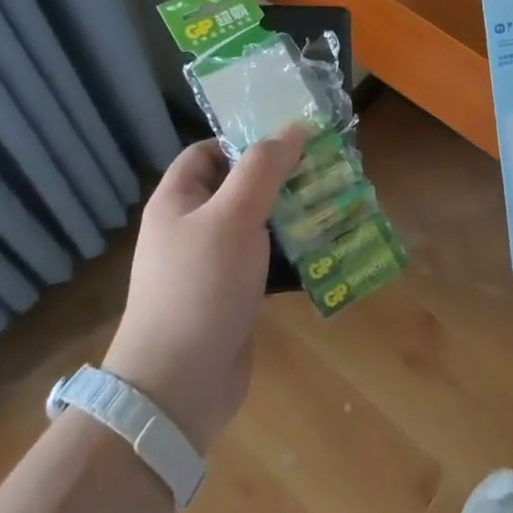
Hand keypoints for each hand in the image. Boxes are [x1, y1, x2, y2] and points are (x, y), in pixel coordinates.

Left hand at [102, 126, 305, 452]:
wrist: (178, 385)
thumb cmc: (200, 286)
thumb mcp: (233, 215)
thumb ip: (264, 168)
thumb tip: (293, 127)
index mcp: (178, 200)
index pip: (208, 151)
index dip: (245, 140)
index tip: (289, 140)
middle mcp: (191, 227)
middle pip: (238, 187)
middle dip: (281, 178)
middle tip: (325, 169)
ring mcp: (211, 265)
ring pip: (257, 226)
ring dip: (292, 216)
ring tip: (334, 203)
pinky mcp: (232, 296)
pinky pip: (265, 262)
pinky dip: (292, 254)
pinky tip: (325, 250)